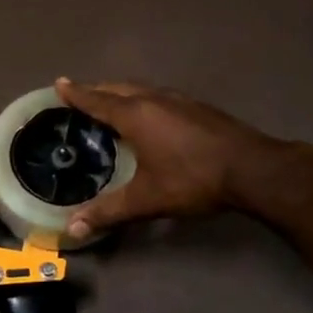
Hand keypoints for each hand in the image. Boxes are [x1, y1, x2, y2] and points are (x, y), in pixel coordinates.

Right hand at [54, 78, 308, 238]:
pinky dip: (142, 99)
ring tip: (109, 102)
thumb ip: (109, 211)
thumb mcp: (147, 199)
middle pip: (118, 88)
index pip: (97, 100)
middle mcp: (154, 99)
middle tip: (79, 95)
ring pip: (141, 89)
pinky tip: (149, 115)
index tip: (59, 83)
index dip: (77, 93)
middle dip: (96, 90)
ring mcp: (179, 100)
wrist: (253, 169)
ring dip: (121, 92)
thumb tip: (72, 229)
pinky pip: (158, 96)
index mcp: (135, 115)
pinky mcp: (198, 107)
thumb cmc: (193, 179)